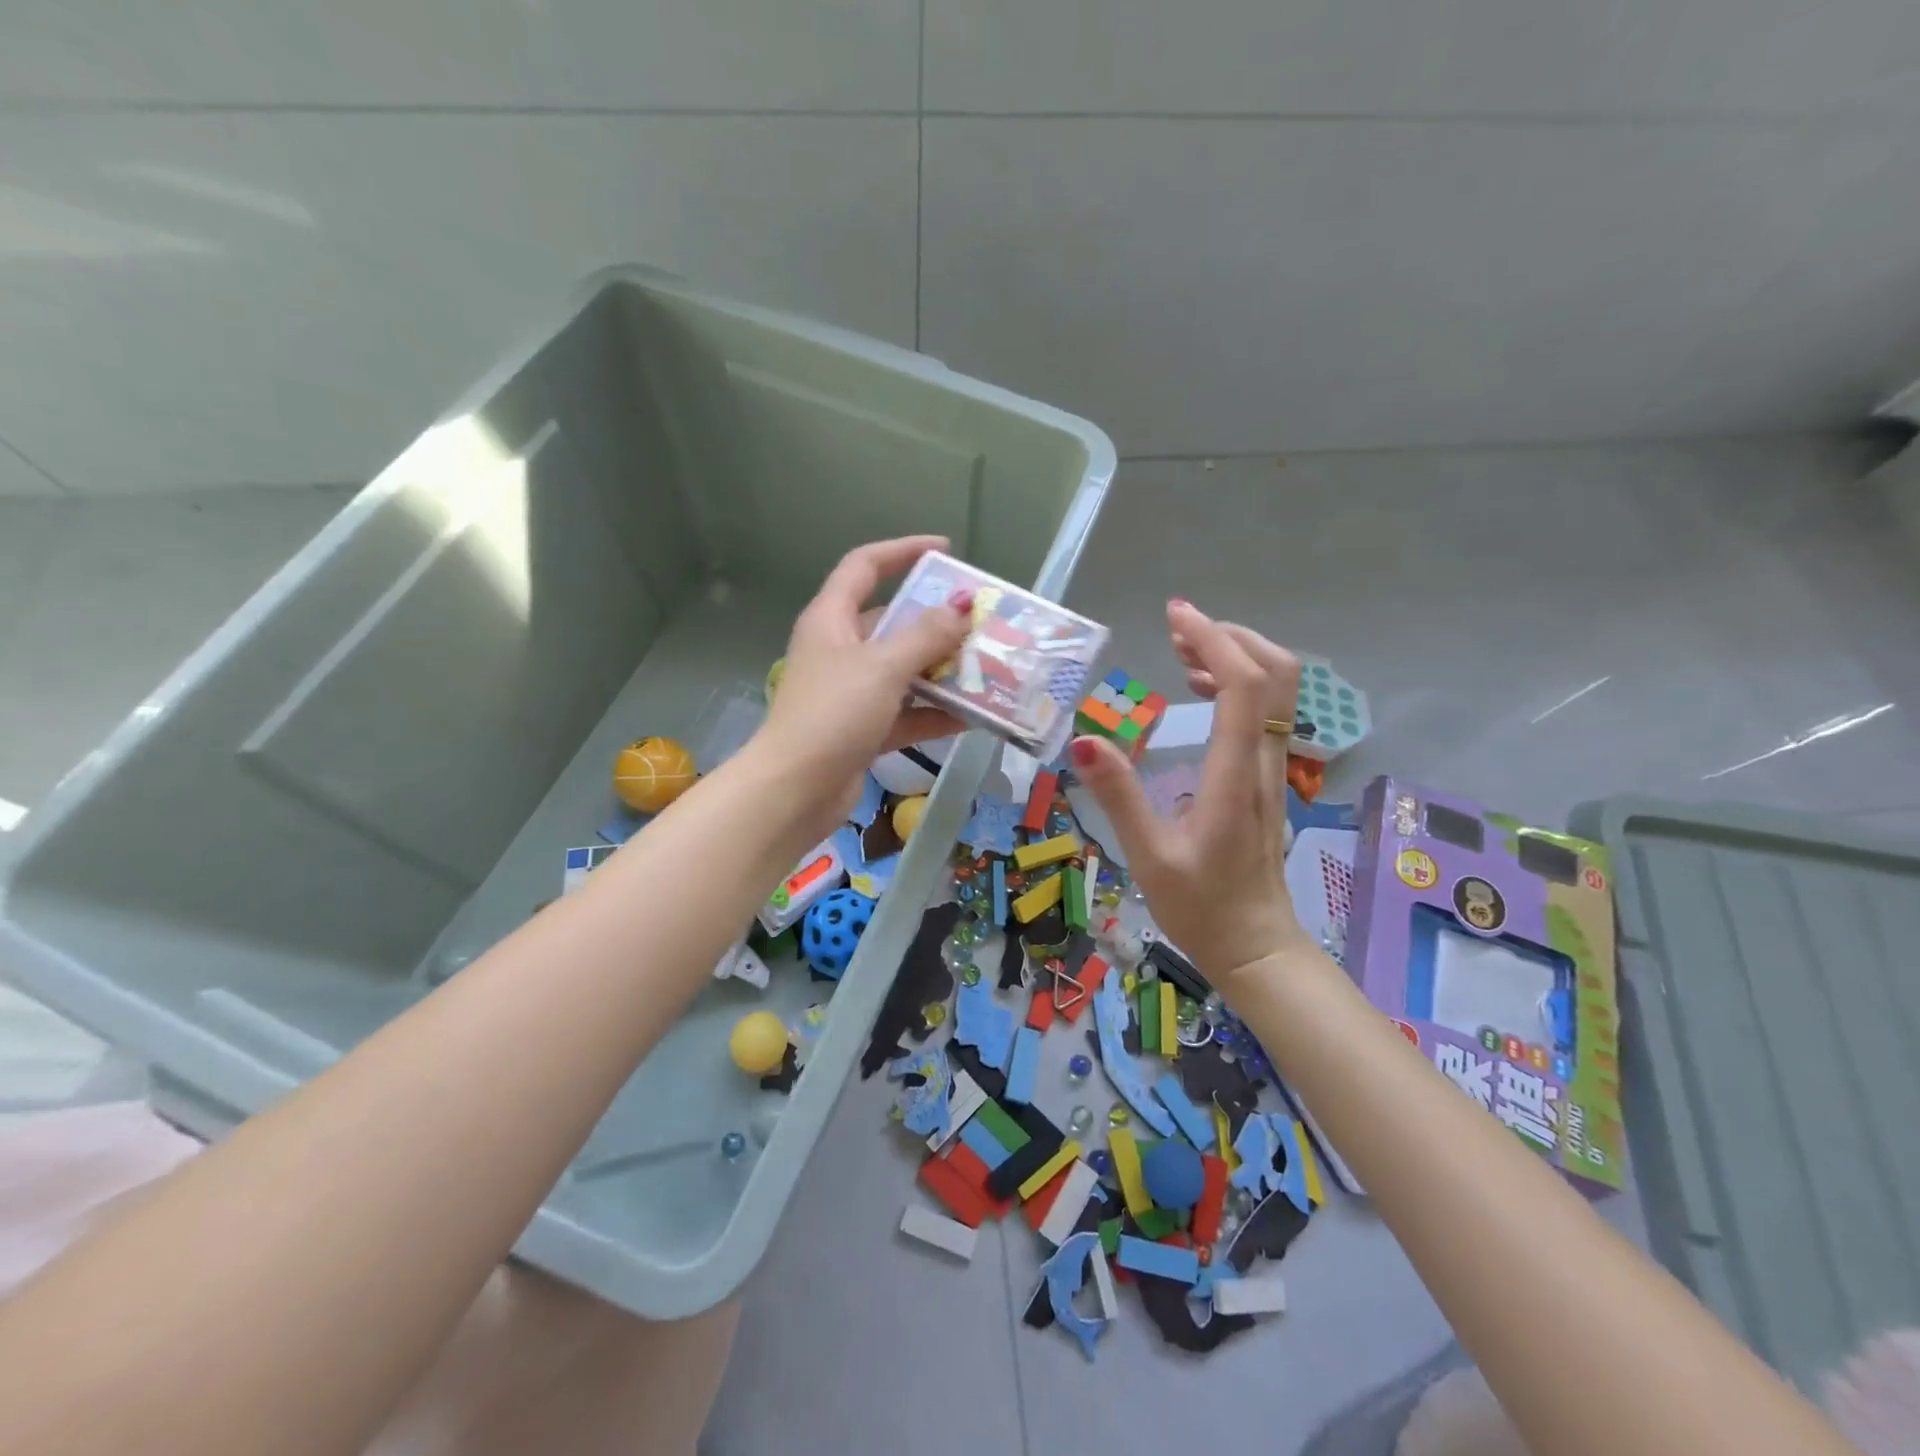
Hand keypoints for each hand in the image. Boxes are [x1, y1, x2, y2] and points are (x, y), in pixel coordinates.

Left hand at [750, 535, 972, 836]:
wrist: (795, 791)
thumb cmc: (833, 715)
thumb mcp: (883, 667)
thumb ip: (925, 635)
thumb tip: (961, 607)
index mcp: (832, 620)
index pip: (865, 566)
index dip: (903, 551)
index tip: (946, 550)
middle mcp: (840, 650)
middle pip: (892, 622)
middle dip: (936, 622)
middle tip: (980, 623)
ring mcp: (851, 692)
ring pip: (903, 670)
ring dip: (941, 671)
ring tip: (987, 669)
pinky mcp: (862, 730)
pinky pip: (905, 712)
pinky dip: (934, 714)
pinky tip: (972, 718)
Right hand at [1070, 599, 1313, 991]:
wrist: (1256, 946)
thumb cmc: (1200, 906)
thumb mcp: (1148, 856)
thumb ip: (1119, 796)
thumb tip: (1084, 740)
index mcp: (1234, 777)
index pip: (1243, 686)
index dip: (1213, 641)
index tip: (1175, 615)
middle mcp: (1262, 762)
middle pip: (1276, 674)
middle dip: (1230, 637)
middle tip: (1177, 628)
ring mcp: (1271, 768)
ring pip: (1277, 691)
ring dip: (1236, 656)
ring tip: (1182, 649)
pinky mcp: (1265, 777)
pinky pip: (1266, 712)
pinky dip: (1239, 683)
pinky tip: (1200, 689)